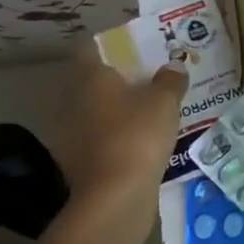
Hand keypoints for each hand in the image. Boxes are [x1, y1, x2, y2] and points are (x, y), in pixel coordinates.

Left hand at [51, 47, 187, 204]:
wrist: (114, 197)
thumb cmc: (138, 135)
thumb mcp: (165, 102)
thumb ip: (170, 80)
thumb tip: (173, 67)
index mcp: (90, 77)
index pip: (93, 49)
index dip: (114, 46)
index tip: (137, 49)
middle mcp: (72, 101)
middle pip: (93, 81)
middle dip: (118, 80)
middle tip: (149, 80)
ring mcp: (69, 134)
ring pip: (95, 111)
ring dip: (116, 111)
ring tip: (147, 112)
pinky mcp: (76, 162)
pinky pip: (98, 138)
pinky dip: (114, 136)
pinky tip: (138, 143)